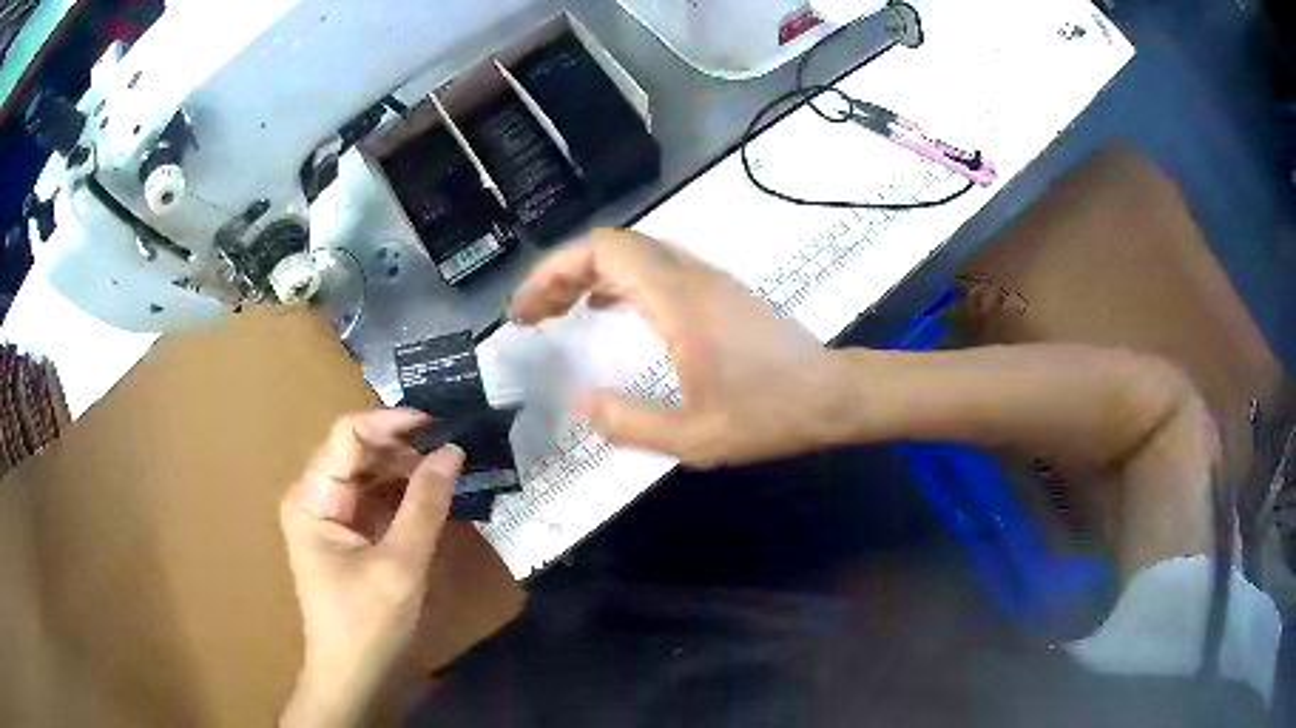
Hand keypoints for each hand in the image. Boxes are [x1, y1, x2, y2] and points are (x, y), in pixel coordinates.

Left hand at [279, 409, 463, 727]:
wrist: (355, 677)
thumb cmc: (368, 623)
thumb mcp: (400, 564)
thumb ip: (425, 505)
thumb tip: (452, 451)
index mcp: (312, 497)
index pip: (347, 436)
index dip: (390, 422)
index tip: (436, 425)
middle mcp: (315, 497)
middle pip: (358, 452)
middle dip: (402, 449)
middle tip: (449, 454)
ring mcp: (330, 516)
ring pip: (369, 474)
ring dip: (406, 471)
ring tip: (447, 473)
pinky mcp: (347, 535)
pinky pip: (375, 500)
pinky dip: (403, 496)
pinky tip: (431, 498)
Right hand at [510, 229, 859, 466]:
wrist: (833, 396)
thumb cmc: (769, 415)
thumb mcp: (694, 438)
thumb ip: (630, 422)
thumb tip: (578, 402)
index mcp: (678, 301)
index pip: (604, 251)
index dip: (554, 270)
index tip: (525, 310)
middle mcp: (689, 277)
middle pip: (611, 246)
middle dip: (561, 274)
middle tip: (532, 317)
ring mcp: (706, 280)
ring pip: (632, 255)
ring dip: (587, 276)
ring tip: (556, 314)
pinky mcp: (716, 292)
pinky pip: (652, 270)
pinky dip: (615, 283)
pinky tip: (603, 313)